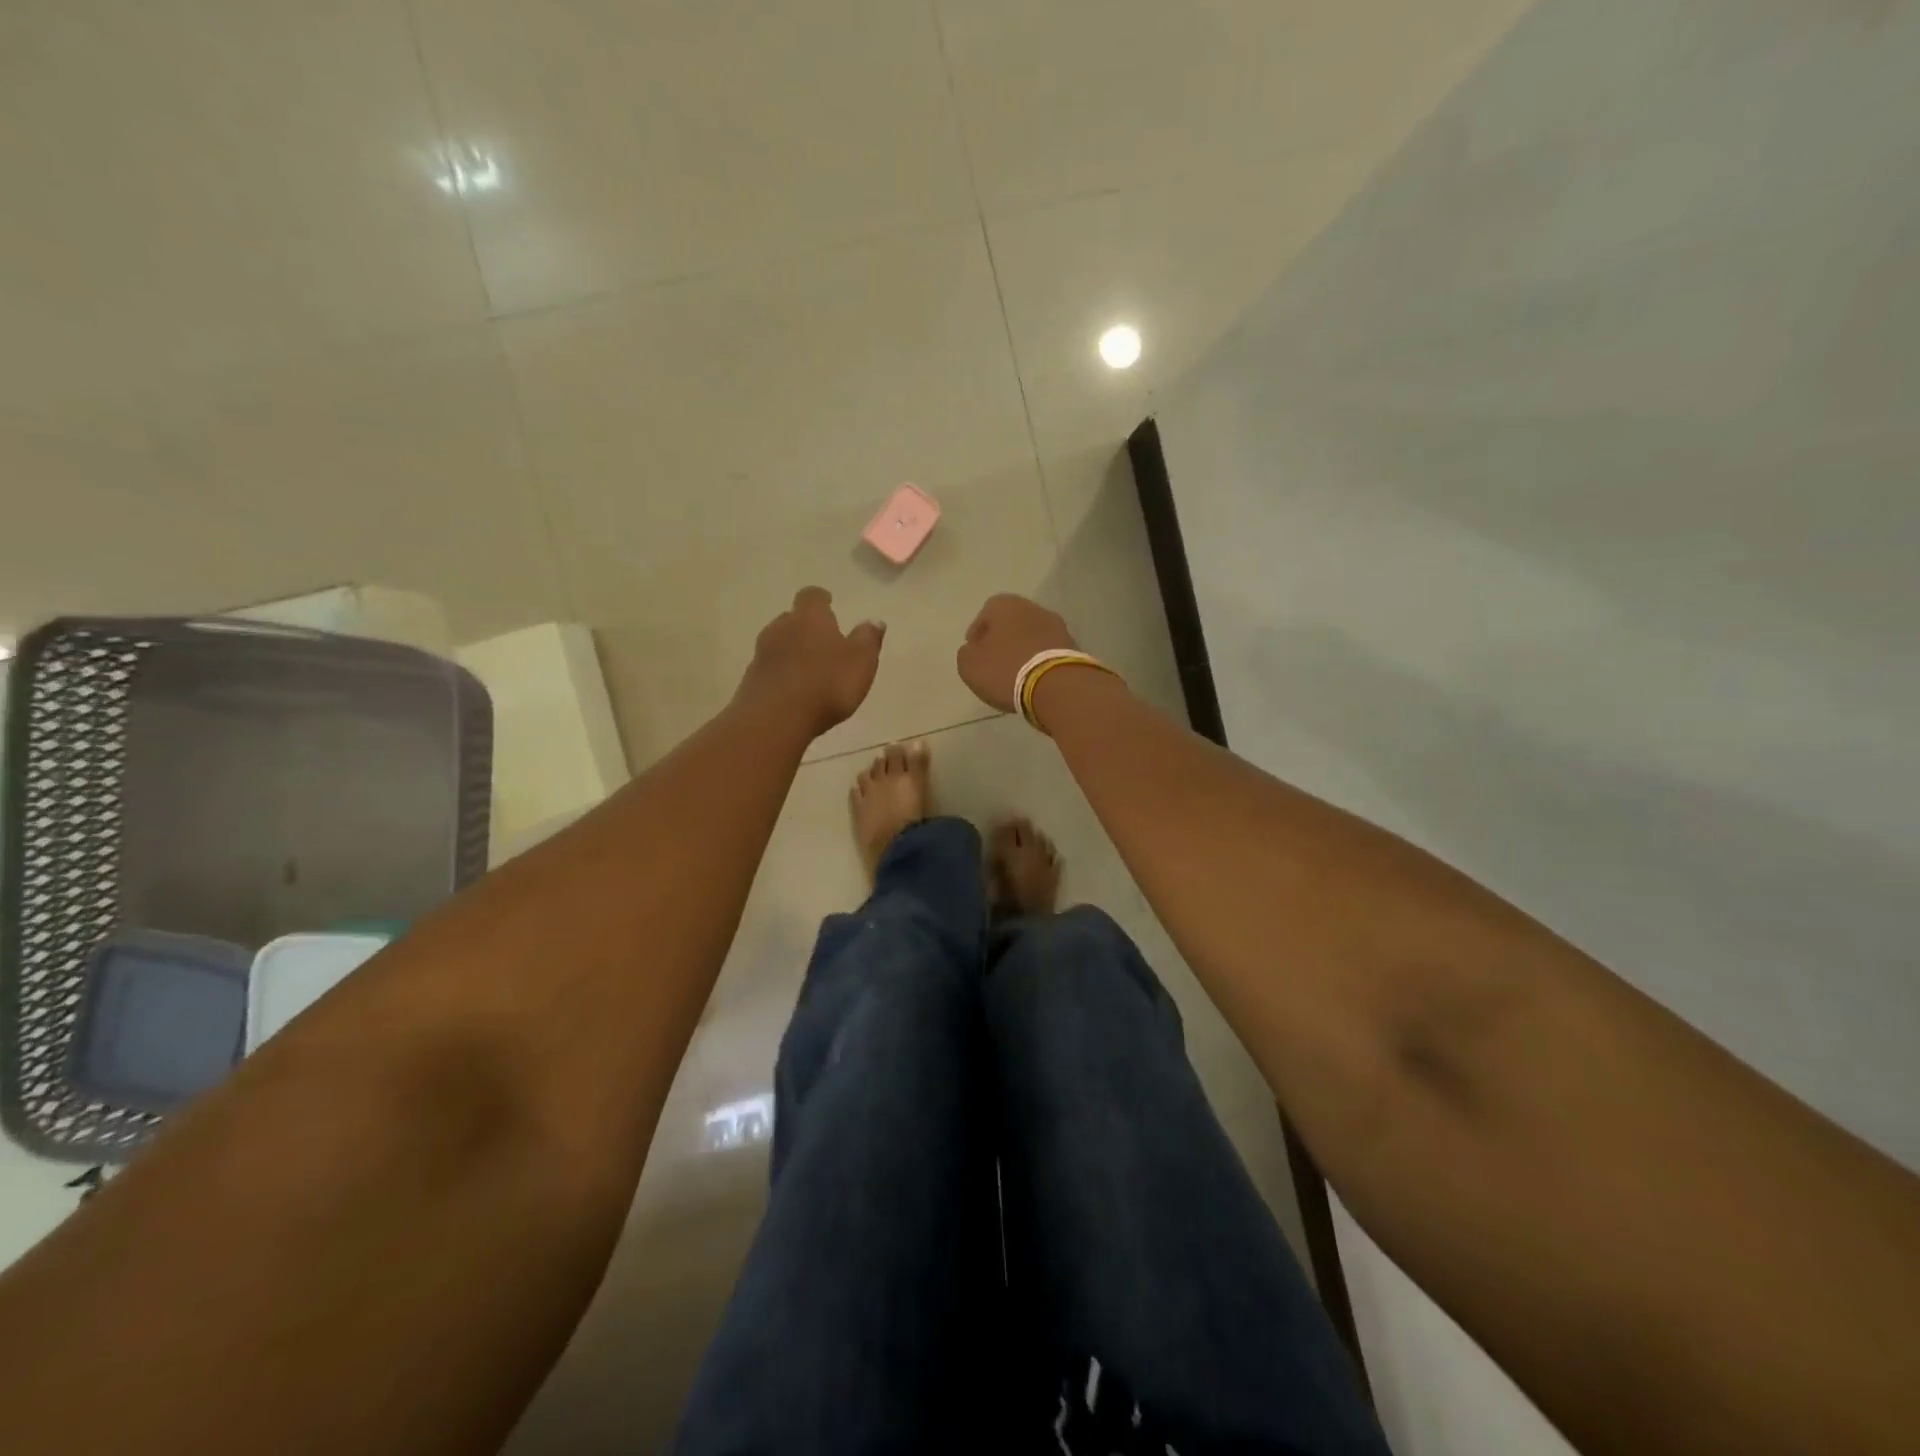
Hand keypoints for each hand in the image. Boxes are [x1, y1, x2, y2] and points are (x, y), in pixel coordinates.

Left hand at [740, 587, 884, 736]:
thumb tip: (874, 621)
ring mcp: (761, 654)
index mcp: (810, 618)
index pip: (812, 596)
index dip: (821, 599)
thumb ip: (868, 639)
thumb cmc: (826, 684)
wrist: (775, 719)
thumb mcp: (861, 662)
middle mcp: (781, 628)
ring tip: (809, 669)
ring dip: (792, 651)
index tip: (829, 604)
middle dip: (806, 627)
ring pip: (778, 643)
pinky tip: (793, 691)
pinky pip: (770, 669)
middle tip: (823, 641)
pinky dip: (782, 673)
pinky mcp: (751, 679)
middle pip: (792, 619)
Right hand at [956, 593, 1077, 712]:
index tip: (975, 652)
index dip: (978, 633)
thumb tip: (974, 651)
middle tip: (994, 662)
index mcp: (1005, 605)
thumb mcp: (969, 665)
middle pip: (1012, 623)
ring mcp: (1057, 626)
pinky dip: (1039, 662)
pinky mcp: (1073, 647)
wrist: (1057, 686)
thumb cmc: (1006, 669)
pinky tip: (1034, 679)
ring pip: (1032, 636)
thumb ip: (967, 653)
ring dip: (1023, 650)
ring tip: (1015, 674)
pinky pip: (1048, 652)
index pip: (986, 613)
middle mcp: (1033, 608)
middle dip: (1003, 640)